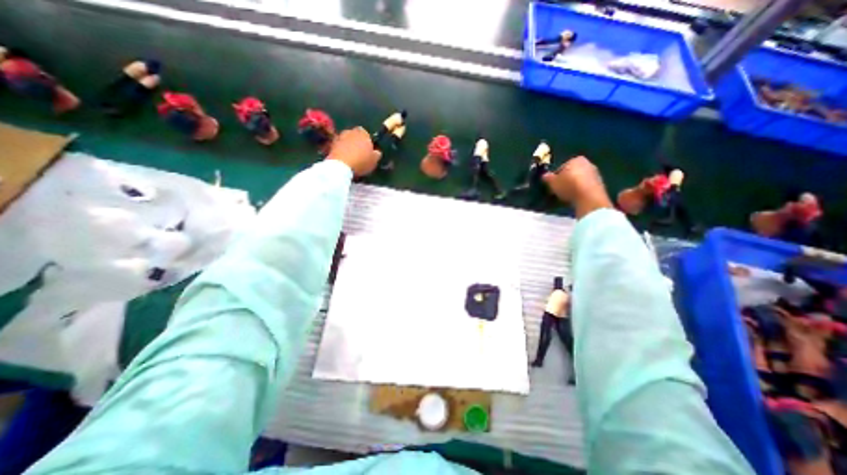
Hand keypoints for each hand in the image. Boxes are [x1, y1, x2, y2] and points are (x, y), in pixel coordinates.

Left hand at [327, 126, 384, 175]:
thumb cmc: (361, 161)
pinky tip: (344, 160)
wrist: (341, 166)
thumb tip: (376, 152)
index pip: (366, 134)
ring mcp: (339, 137)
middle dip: (357, 142)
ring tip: (351, 158)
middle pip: (355, 136)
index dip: (367, 141)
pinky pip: (339, 147)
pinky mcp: (330, 145)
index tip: (368, 150)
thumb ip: (377, 154)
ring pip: (346, 141)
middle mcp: (350, 131)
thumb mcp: (375, 160)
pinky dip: (341, 151)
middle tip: (360, 154)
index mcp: (362, 133)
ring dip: (348, 147)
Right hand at [546, 155, 612, 216]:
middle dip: (566, 180)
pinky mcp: (600, 184)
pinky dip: (580, 190)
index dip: (556, 176)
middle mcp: (587, 163)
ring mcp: (595, 173)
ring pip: (579, 179)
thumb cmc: (568, 186)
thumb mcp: (552, 182)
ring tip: (566, 195)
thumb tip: (544, 175)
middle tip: (558, 190)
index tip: (553, 184)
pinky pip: (585, 186)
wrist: (589, 197)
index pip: (562, 167)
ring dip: (573, 186)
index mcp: (575, 159)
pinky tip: (575, 198)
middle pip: (572, 172)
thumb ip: (547, 178)